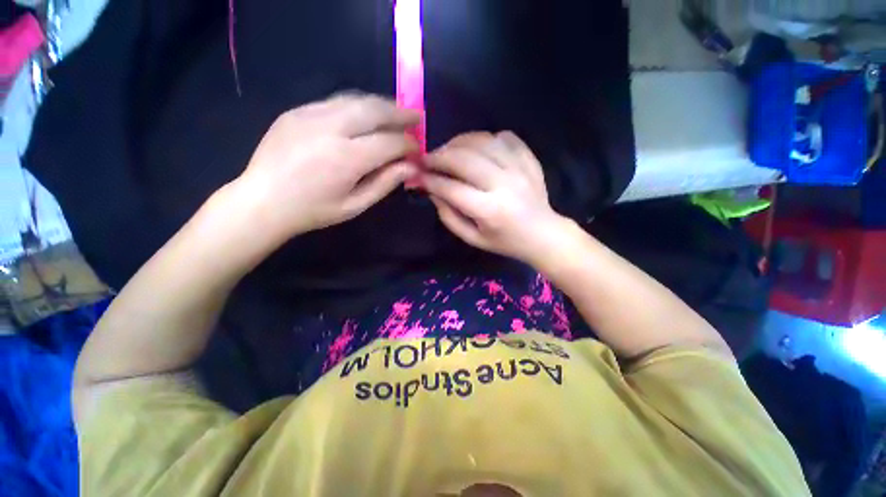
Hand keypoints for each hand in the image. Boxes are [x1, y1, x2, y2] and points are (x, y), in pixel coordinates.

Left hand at [231, 94, 419, 243]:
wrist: (262, 200)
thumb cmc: (313, 210)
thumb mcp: (355, 205)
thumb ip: (385, 183)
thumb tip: (411, 167)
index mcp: (346, 158)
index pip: (389, 142)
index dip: (408, 143)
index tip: (418, 148)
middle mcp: (330, 128)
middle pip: (375, 110)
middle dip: (400, 113)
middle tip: (416, 116)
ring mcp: (310, 114)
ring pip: (356, 99)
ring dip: (381, 105)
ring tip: (396, 112)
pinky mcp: (297, 111)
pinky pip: (335, 101)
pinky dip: (357, 105)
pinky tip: (365, 115)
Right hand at [424, 132, 566, 264]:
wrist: (543, 234)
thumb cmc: (505, 241)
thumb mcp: (473, 239)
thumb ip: (449, 217)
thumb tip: (432, 191)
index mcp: (490, 210)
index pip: (451, 188)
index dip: (429, 180)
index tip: (416, 175)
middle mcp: (504, 185)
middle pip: (464, 159)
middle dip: (439, 156)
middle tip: (427, 158)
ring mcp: (519, 168)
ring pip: (482, 141)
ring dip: (458, 142)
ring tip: (447, 151)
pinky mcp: (529, 159)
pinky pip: (504, 137)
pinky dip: (485, 138)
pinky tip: (477, 148)